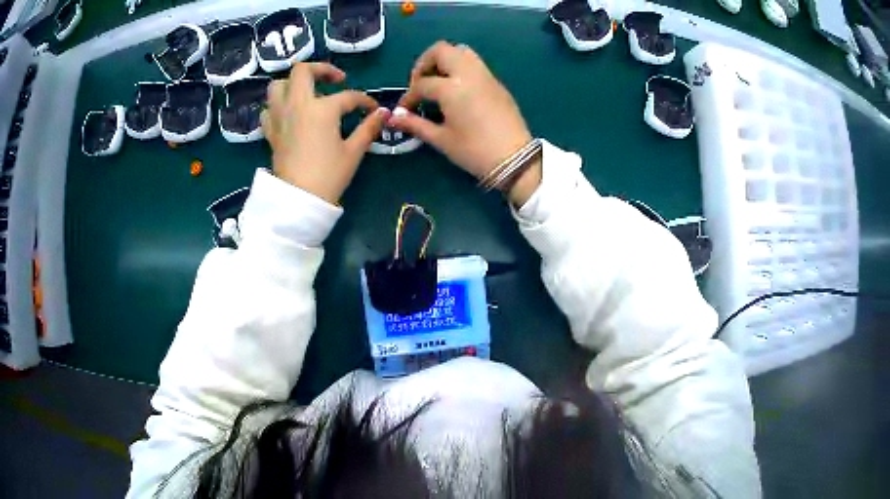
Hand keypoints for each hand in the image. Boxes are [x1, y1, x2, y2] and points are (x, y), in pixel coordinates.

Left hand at [261, 63, 389, 203]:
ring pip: (278, 85)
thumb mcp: (353, 151)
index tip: (373, 110)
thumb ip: (368, 127)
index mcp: (322, 109)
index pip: (348, 97)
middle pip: (303, 71)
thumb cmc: (329, 175)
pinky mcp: (270, 132)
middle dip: (321, 69)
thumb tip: (383, 113)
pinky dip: (277, 106)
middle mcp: (297, 105)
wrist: (299, 200)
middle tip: (335, 80)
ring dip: (293, 84)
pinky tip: (288, 114)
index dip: (364, 101)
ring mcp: (280, 117)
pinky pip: (268, 110)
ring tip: (307, 93)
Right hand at [388, 41, 541, 205]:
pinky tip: (458, 90)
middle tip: (421, 83)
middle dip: (425, 63)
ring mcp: (485, 75)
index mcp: (452, 88)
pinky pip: (475, 64)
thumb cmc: (474, 151)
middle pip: (441, 50)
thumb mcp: (441, 139)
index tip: (404, 110)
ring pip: (461, 51)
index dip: (409, 96)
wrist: (515, 160)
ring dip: (445, 60)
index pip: (422, 83)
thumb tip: (393, 117)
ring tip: (438, 82)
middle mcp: (469, 73)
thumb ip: (415, 124)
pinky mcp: (497, 83)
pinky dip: (461, 68)